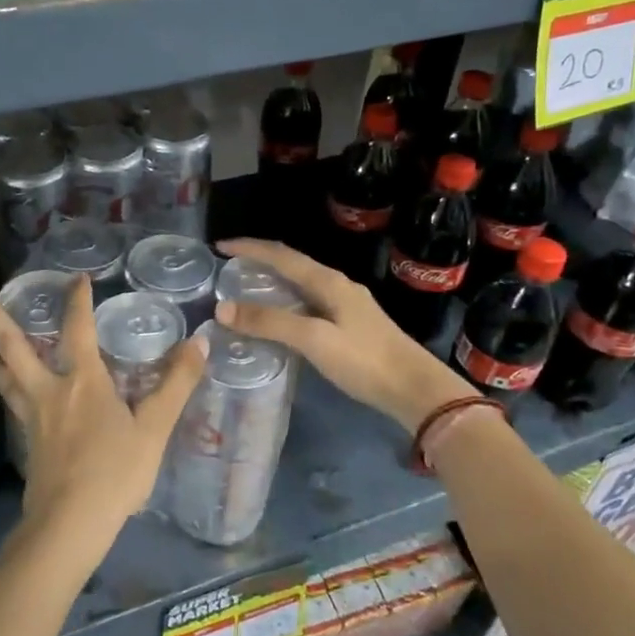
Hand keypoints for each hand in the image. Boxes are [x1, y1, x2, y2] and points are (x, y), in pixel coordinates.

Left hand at [0, 277, 208, 556]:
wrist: (70, 524)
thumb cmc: (115, 473)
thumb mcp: (154, 428)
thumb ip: (176, 383)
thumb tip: (199, 341)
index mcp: (83, 381)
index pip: (78, 328)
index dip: (77, 300)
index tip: (77, 278)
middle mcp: (50, 390)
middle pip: (11, 344)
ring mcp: (33, 416)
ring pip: (4, 377)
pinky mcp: (28, 441)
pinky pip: (12, 404)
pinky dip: (4, 391)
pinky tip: (10, 398)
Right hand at [214, 238, 473, 432]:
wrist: (415, 388)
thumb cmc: (363, 360)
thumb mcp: (313, 339)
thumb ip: (269, 322)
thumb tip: (222, 309)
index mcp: (327, 280)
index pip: (280, 254)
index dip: (249, 247)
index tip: (219, 246)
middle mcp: (336, 284)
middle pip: (291, 263)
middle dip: (259, 260)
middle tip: (229, 267)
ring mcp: (346, 303)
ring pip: (301, 282)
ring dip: (273, 280)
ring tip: (246, 289)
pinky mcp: (351, 323)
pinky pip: (309, 300)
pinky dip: (286, 300)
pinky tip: (279, 317)